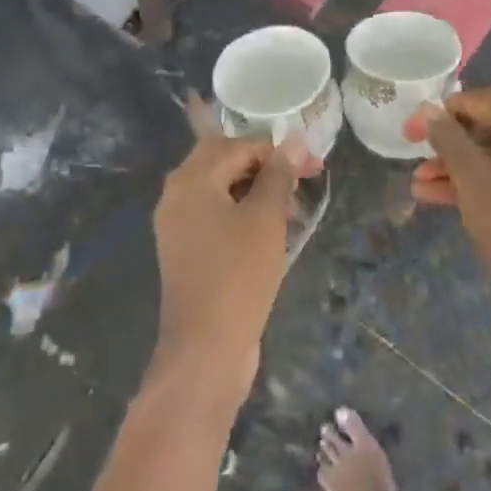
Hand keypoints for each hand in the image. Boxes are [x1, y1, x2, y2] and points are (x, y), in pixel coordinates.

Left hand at [150, 97, 309, 399]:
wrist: (205, 349)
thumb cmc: (238, 275)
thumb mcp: (266, 219)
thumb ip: (278, 175)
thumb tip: (292, 141)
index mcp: (191, 179)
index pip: (238, 145)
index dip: (278, 151)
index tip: (314, 167)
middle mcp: (177, 194)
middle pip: (224, 161)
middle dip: (265, 168)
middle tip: (300, 184)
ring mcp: (177, 224)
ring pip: (220, 189)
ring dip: (256, 191)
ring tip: (291, 213)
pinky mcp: (185, 250)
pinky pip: (215, 215)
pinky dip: (242, 213)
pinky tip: (270, 233)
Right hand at [408, 81, 490, 314]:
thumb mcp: (470, 175)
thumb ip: (445, 136)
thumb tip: (426, 109)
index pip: (484, 96)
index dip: (446, 110)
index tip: (416, 130)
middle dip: (453, 134)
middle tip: (424, 148)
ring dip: (460, 160)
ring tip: (420, 181)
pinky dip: (481, 175)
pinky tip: (439, 194)